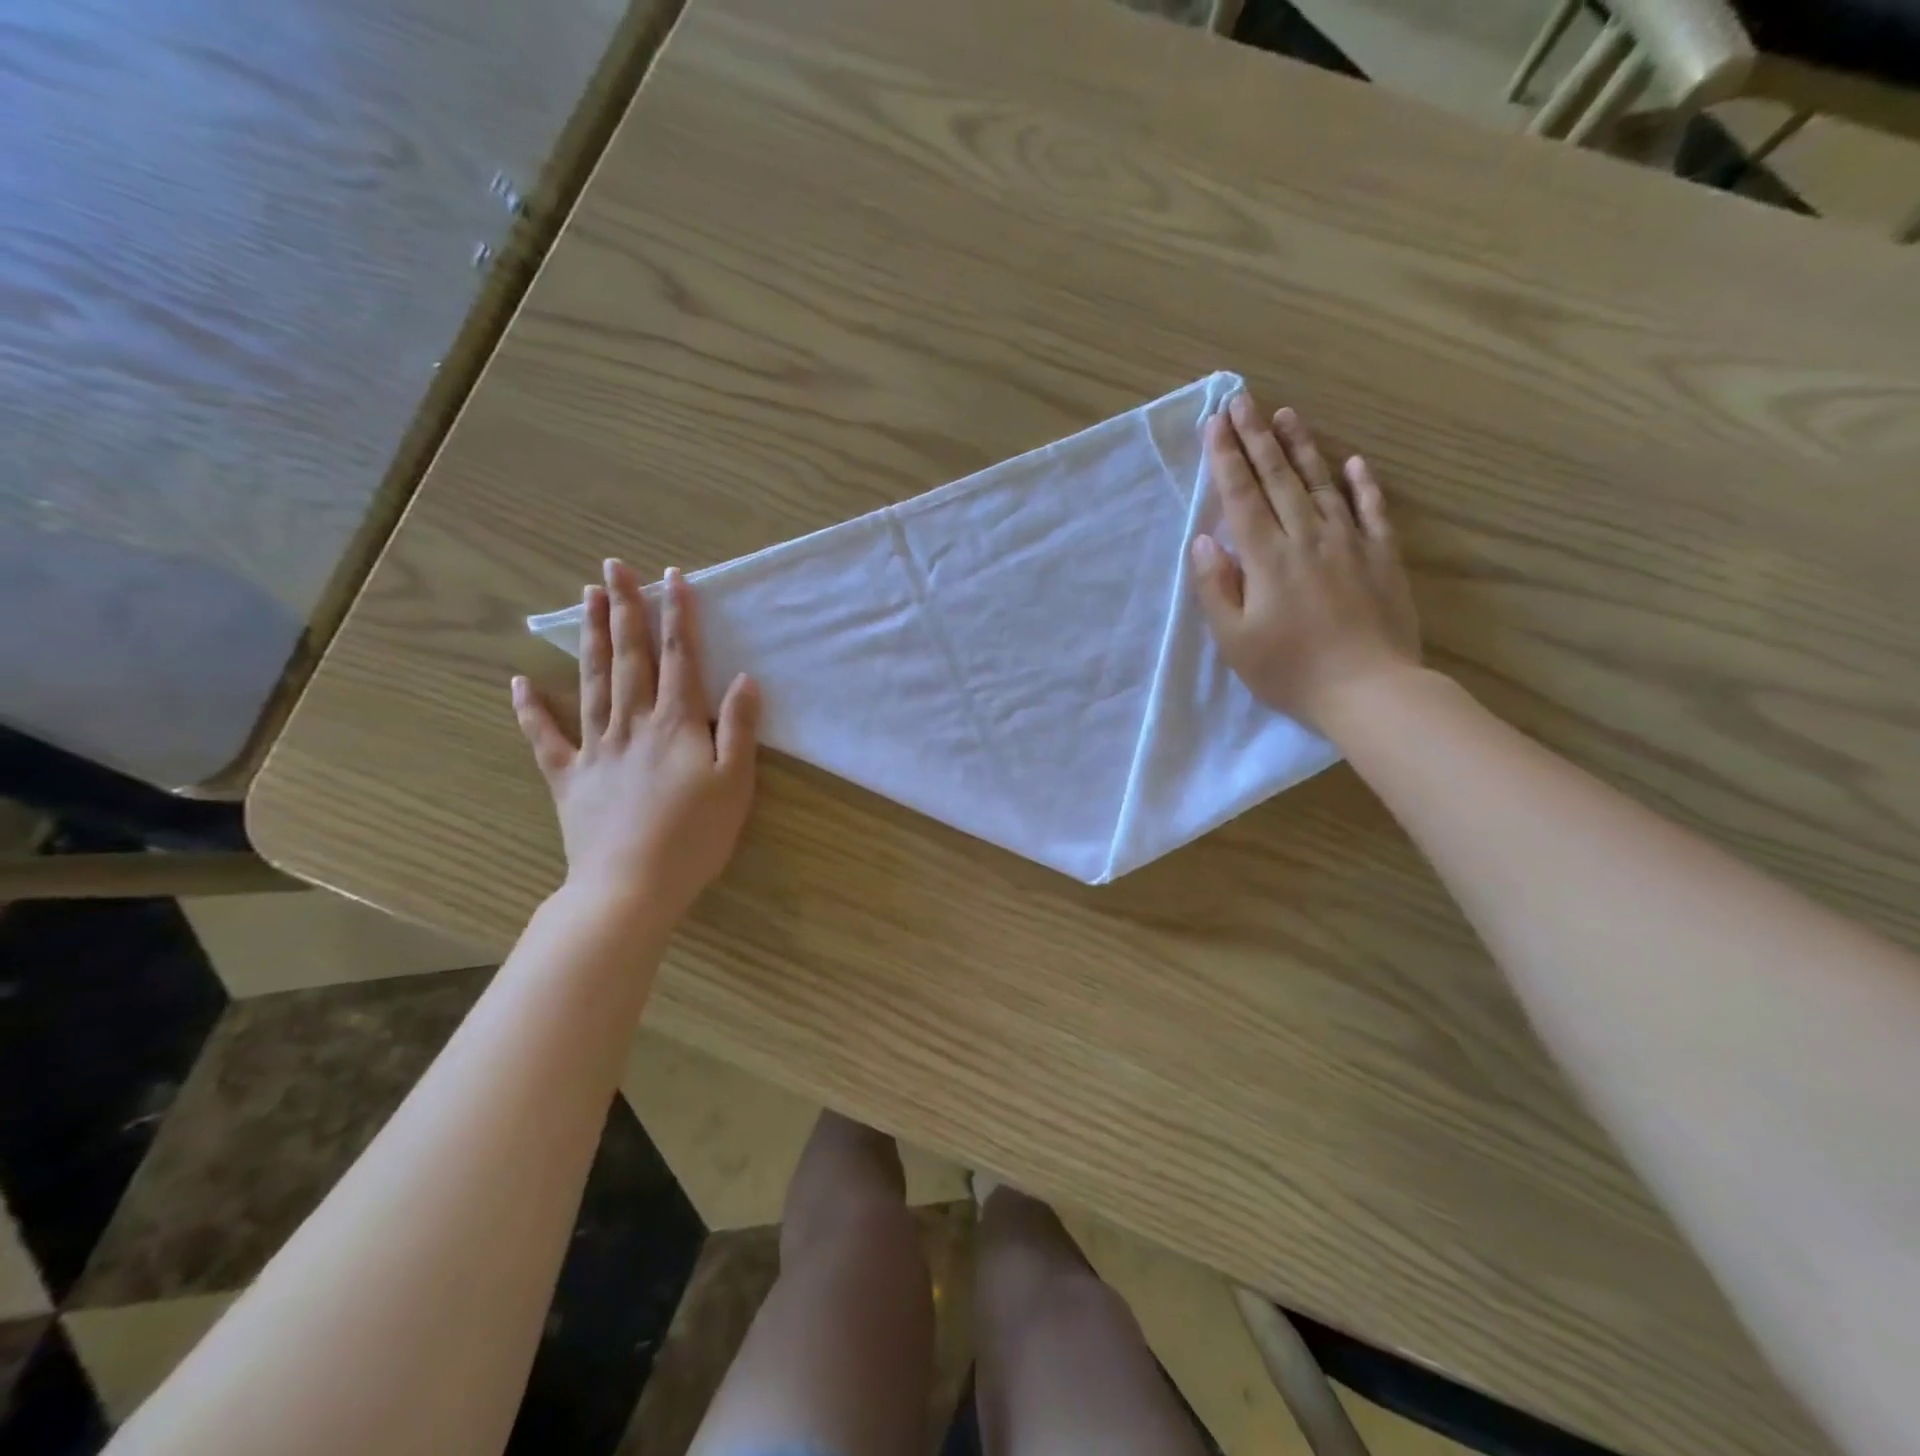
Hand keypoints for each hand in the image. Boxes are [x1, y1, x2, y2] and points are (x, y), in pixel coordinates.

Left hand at [512, 559, 759, 925]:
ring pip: (590, 681)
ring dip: (588, 637)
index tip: (673, 578)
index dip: (678, 616)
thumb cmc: (694, 838)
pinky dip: (530, 709)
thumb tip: (744, 679)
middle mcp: (633, 724)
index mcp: (676, 725)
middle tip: (615, 567)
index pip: (679, 658)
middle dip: (625, 609)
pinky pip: (545, 737)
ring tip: (585, 598)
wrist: (631, 887)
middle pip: (629, 658)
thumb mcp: (734, 784)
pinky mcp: (568, 777)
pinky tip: (518, 681)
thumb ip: (739, 729)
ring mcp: (595, 748)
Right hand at [1191, 393, 1420, 732]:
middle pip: (1277, 478)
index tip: (1215, 422)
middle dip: (1256, 437)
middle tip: (1243, 399)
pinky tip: (1353, 462)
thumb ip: (1217, 586)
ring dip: (1301, 447)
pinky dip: (1362, 483)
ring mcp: (1349, 542)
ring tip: (1286, 415)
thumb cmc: (1290, 670)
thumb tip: (1205, 540)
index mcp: (1266, 557)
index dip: (1226, 458)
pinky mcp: (1382, 556)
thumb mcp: (1235, 640)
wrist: (1369, 689)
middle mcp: (1307, 537)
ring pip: (1321, 484)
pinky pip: (1372, 510)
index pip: (1241, 496)